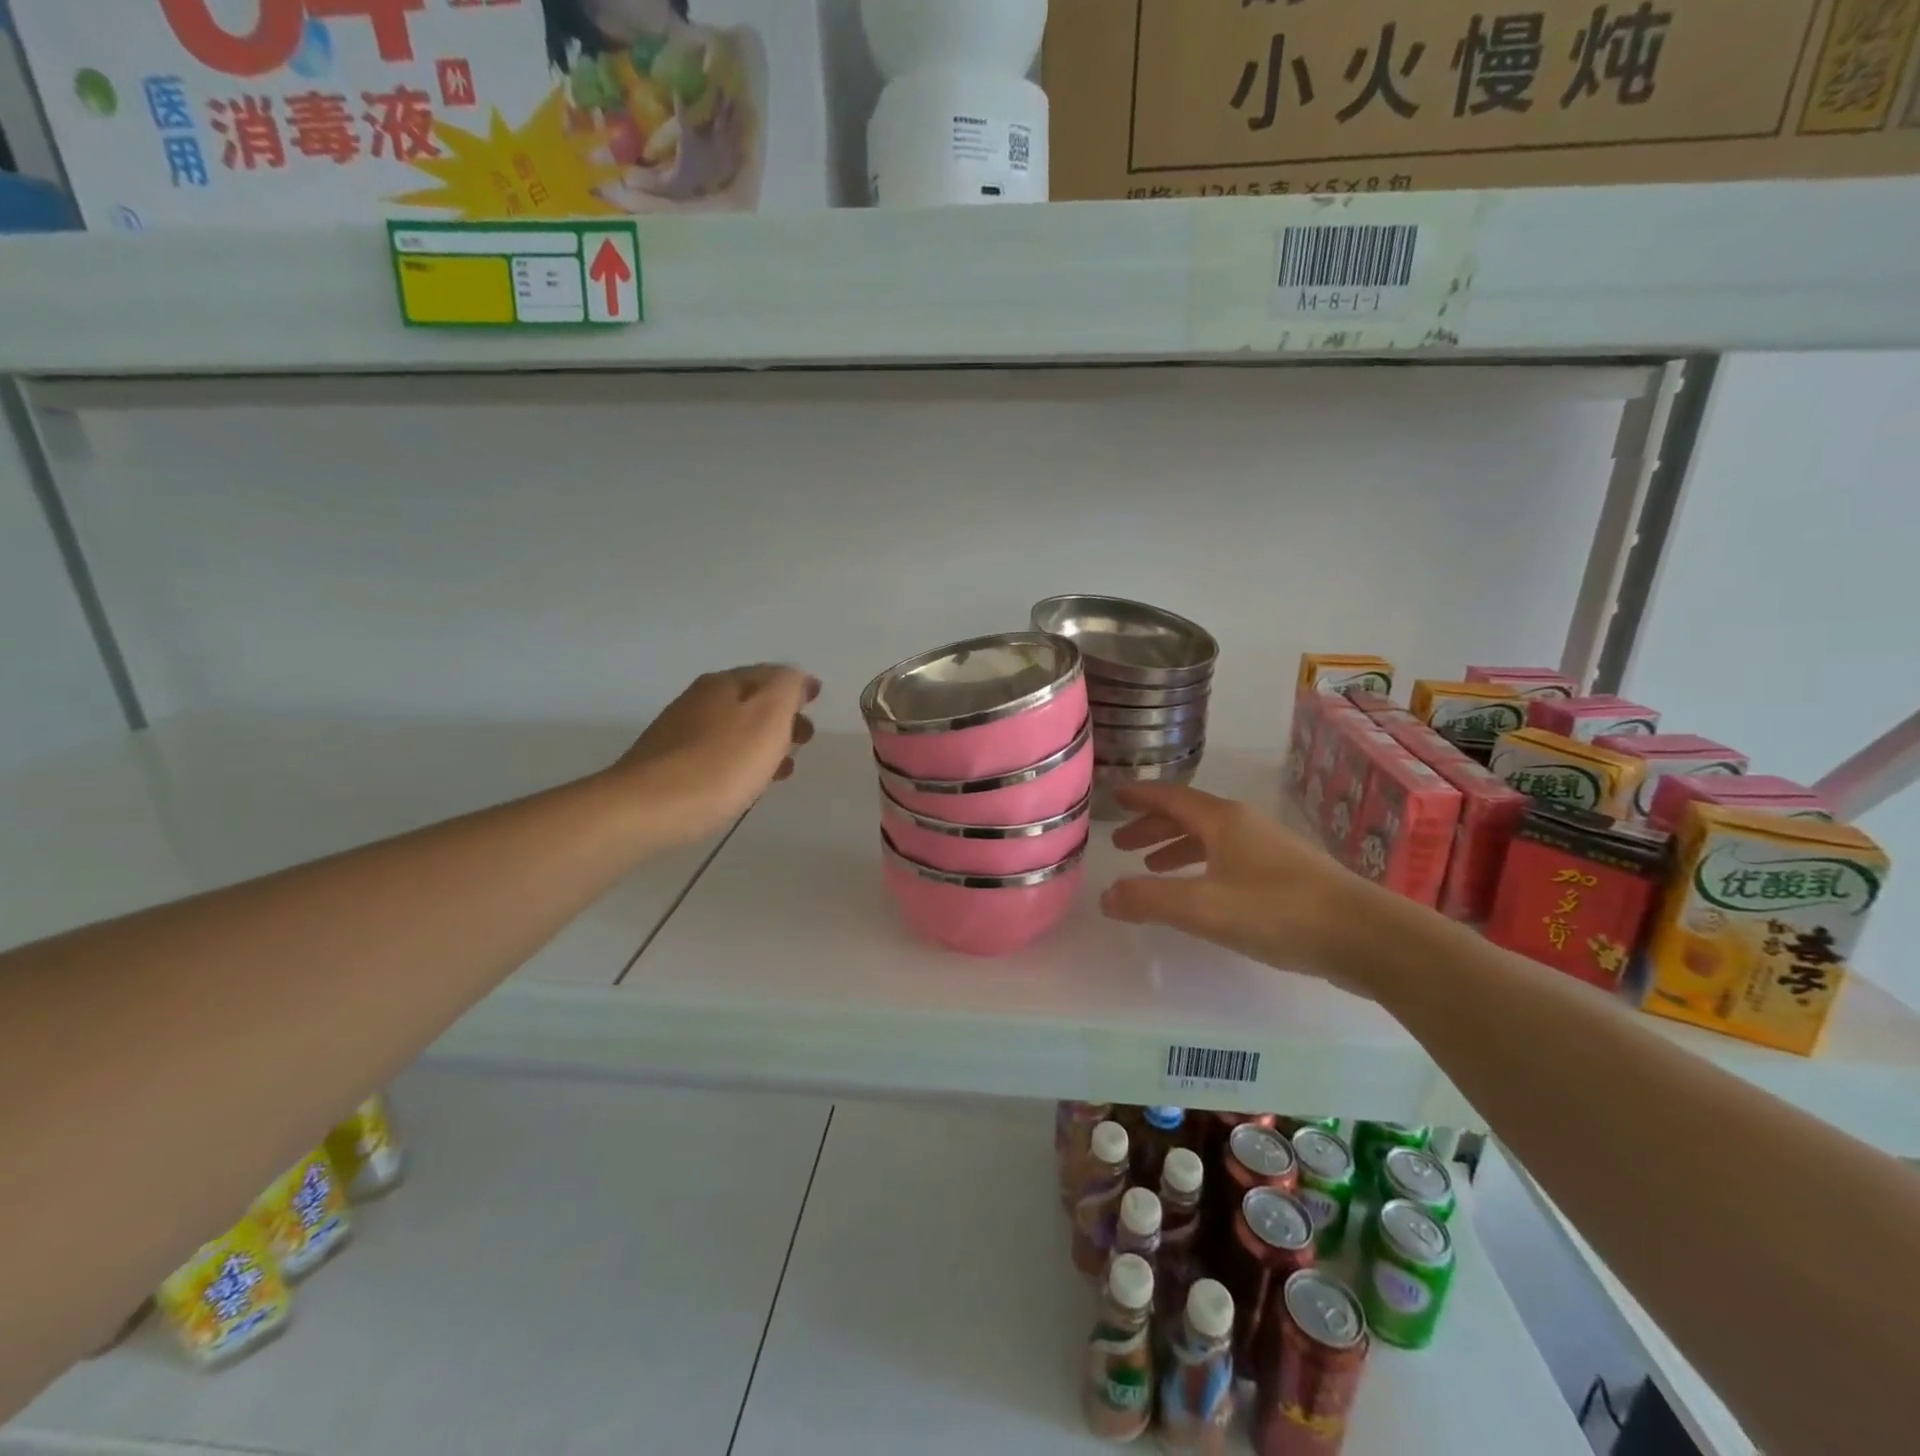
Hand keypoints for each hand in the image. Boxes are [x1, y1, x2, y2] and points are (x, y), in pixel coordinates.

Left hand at [615, 665, 817, 841]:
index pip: (770, 673)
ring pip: (734, 728)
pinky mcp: (668, 764)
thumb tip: (797, 678)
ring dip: (762, 741)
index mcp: (725, 683)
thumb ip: (788, 688)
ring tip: (782, 768)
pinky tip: (745, 782)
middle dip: (781, 716)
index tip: (815, 700)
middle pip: (750, 700)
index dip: (796, 686)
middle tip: (804, 739)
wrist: (648, 809)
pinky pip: (716, 753)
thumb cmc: (720, 763)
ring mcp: (679, 732)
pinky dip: (740, 760)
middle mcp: (699, 699)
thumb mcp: (768, 716)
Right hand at [1100, 782, 1375, 991]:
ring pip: (1210, 838)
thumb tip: (1105, 895)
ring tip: (1153, 867)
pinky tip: (1203, 891)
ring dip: (1177, 847)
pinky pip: (1229, 858)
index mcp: (1223, 821)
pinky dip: (1203, 865)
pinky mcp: (1287, 875)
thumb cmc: (1277, 912)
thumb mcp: (1202, 907)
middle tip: (1122, 844)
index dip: (1140, 796)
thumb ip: (1149, 899)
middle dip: (1153, 826)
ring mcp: (1269, 848)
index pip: (1170, 797)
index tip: (1114, 796)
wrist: (1365, 935)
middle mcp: (1245, 825)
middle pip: (1189, 816)